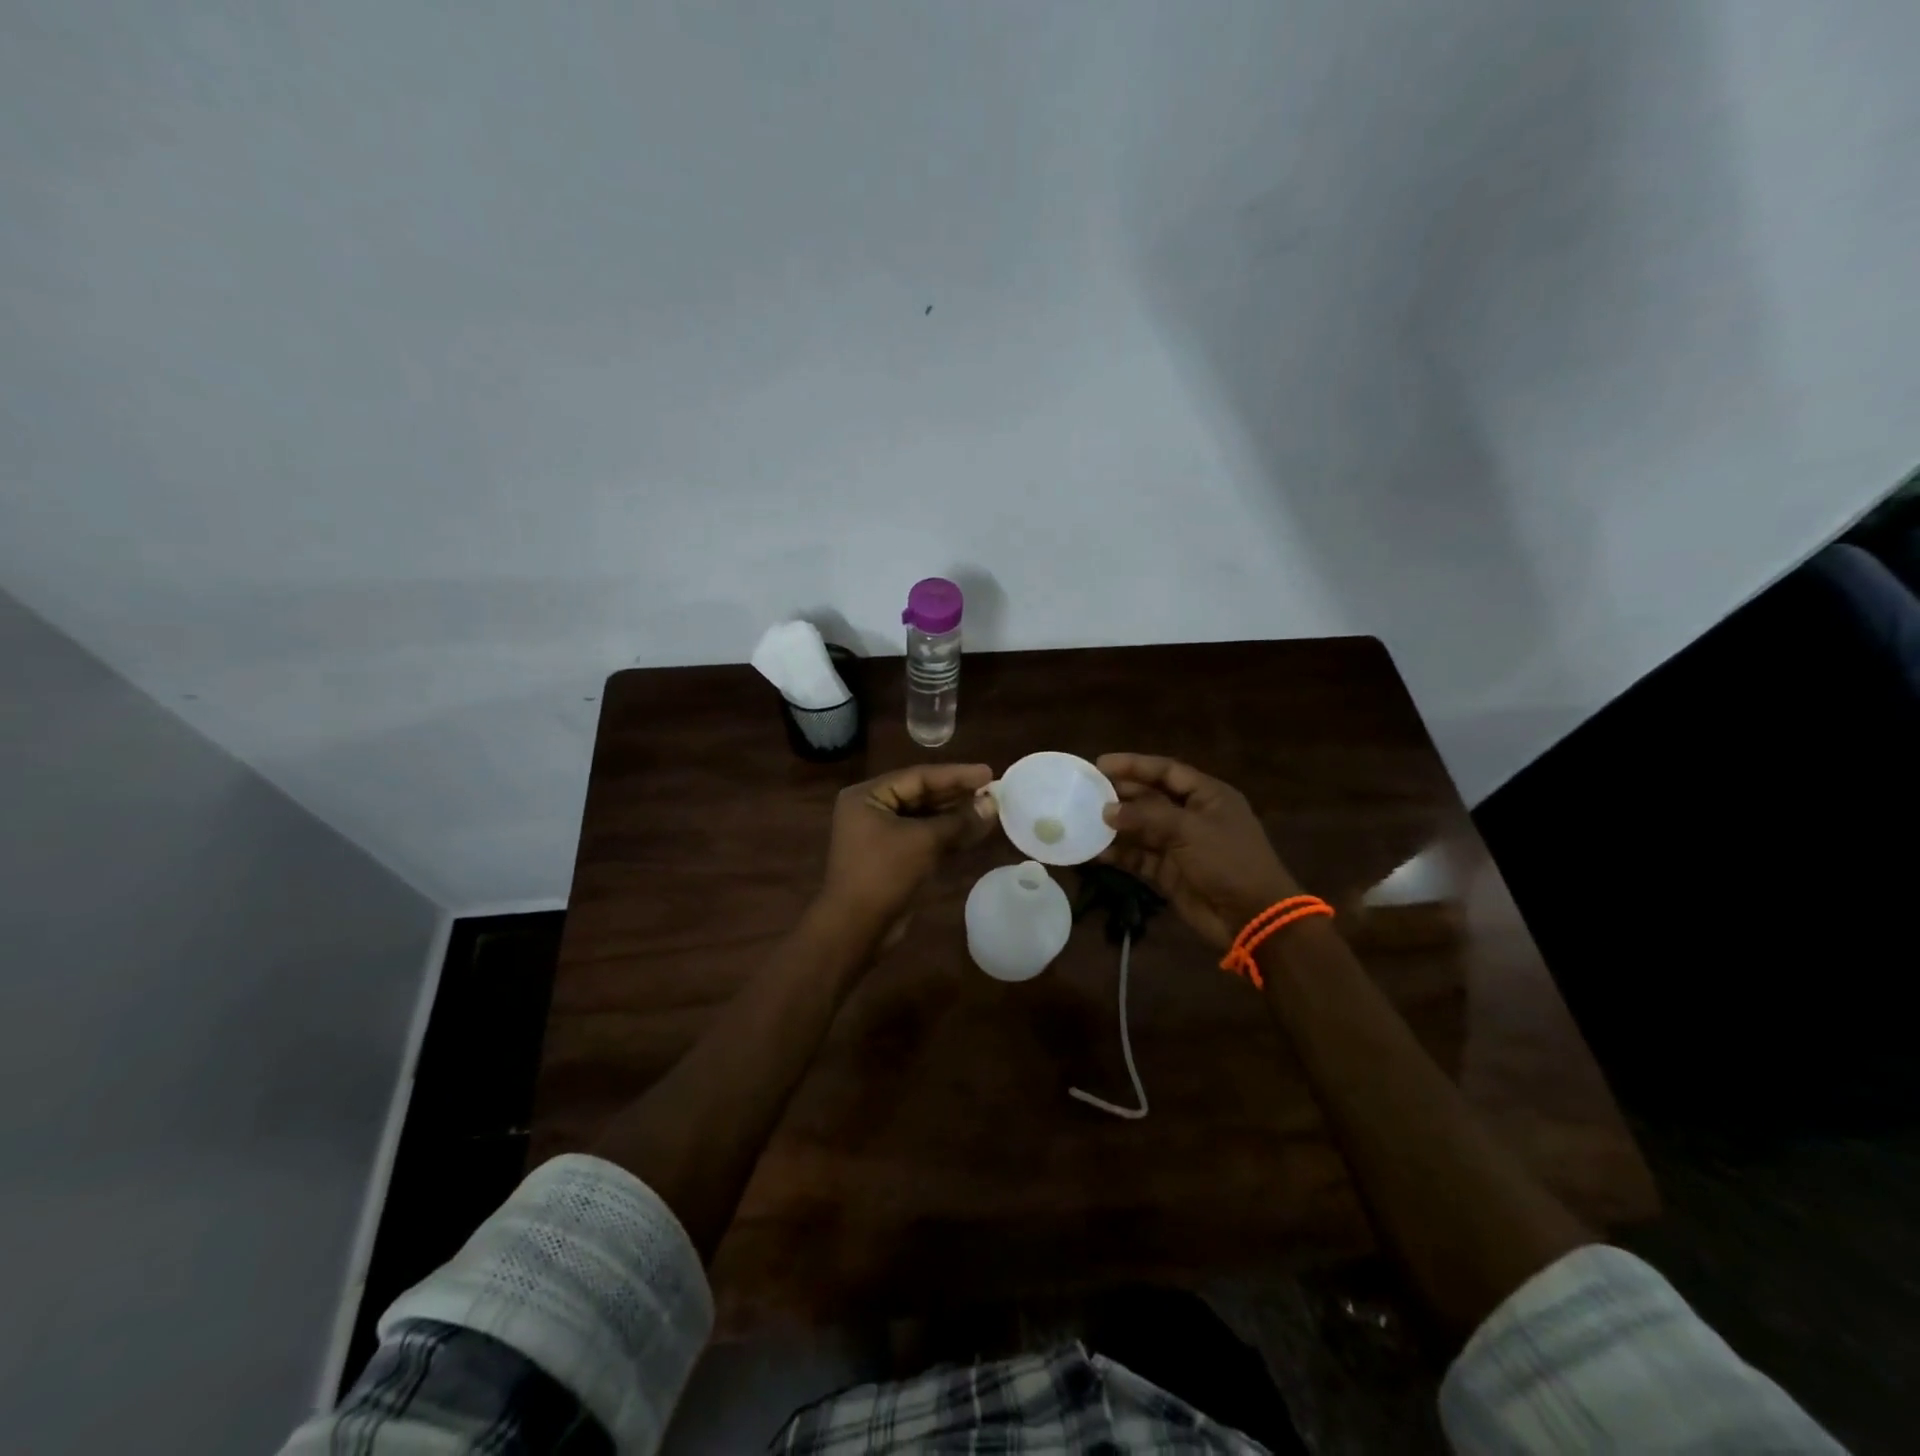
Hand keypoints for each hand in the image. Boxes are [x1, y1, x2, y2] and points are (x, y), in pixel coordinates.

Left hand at [819, 763, 995, 930]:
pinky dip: (947, 835)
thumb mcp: (924, 842)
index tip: (988, 772)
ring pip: (924, 817)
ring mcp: (881, 834)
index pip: (918, 776)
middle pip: (921, 795)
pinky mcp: (892, 857)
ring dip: (956, 815)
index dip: (956, 775)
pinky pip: (924, 837)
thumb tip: (992, 805)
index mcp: (868, 796)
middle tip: (992, 790)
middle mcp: (871, 809)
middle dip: (957, 795)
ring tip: (990, 809)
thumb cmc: (883, 874)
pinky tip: (975, 831)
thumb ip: (959, 821)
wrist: (856, 928)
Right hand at [1097, 753, 1301, 950]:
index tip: (1101, 764)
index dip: (1135, 765)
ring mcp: (1180, 846)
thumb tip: (1107, 810)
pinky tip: (1095, 852)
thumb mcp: (1189, 829)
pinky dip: (1119, 855)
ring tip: (1083, 820)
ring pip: (1141, 829)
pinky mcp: (1169, 873)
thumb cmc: (1228, 861)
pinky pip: (1139, 858)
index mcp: (1207, 796)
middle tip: (1086, 793)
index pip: (1166, 771)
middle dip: (1120, 795)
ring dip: (1115, 826)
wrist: (1252, 917)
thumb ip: (1146, 816)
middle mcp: (1193, 816)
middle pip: (1151, 798)